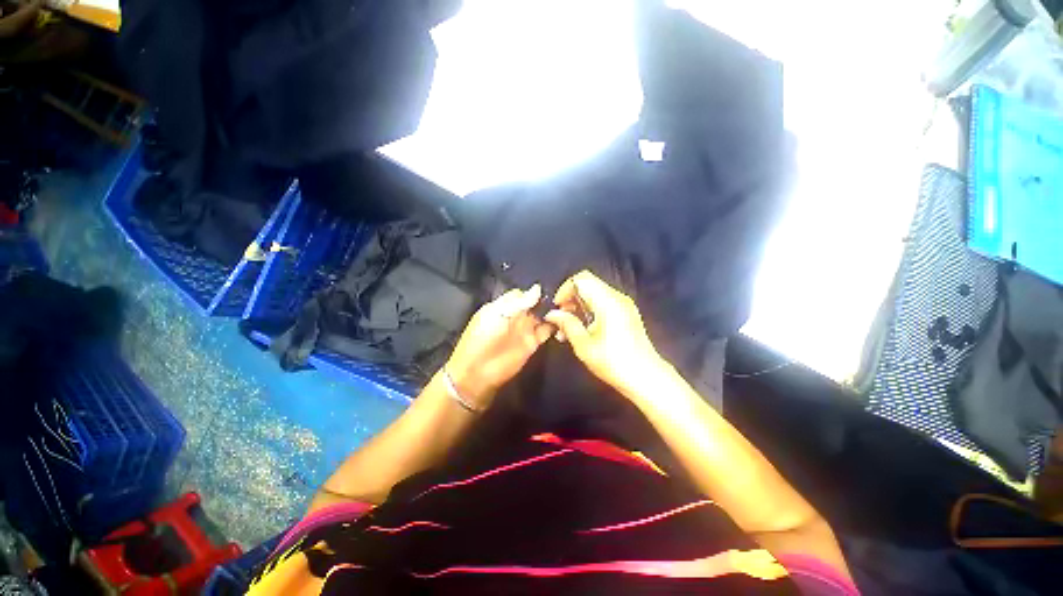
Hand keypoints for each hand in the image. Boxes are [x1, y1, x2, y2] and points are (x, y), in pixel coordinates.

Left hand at [445, 284, 553, 407]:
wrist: (479, 372)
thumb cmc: (484, 338)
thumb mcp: (499, 315)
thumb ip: (519, 302)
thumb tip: (538, 288)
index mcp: (502, 306)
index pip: (521, 294)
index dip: (532, 292)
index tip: (548, 288)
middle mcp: (515, 316)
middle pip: (534, 304)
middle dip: (546, 300)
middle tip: (563, 296)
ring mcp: (525, 329)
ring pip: (542, 316)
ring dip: (553, 311)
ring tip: (568, 305)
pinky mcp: (533, 343)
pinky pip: (547, 331)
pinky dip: (555, 325)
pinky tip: (565, 320)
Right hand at [545, 270, 665, 395]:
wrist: (646, 378)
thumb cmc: (613, 362)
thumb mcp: (584, 345)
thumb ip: (567, 324)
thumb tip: (552, 314)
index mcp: (607, 301)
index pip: (581, 279)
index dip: (565, 289)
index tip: (557, 308)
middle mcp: (617, 297)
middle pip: (588, 284)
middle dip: (570, 299)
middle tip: (560, 320)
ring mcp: (623, 305)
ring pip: (594, 294)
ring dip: (578, 306)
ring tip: (567, 329)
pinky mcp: (626, 313)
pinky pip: (602, 303)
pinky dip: (589, 311)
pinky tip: (582, 330)